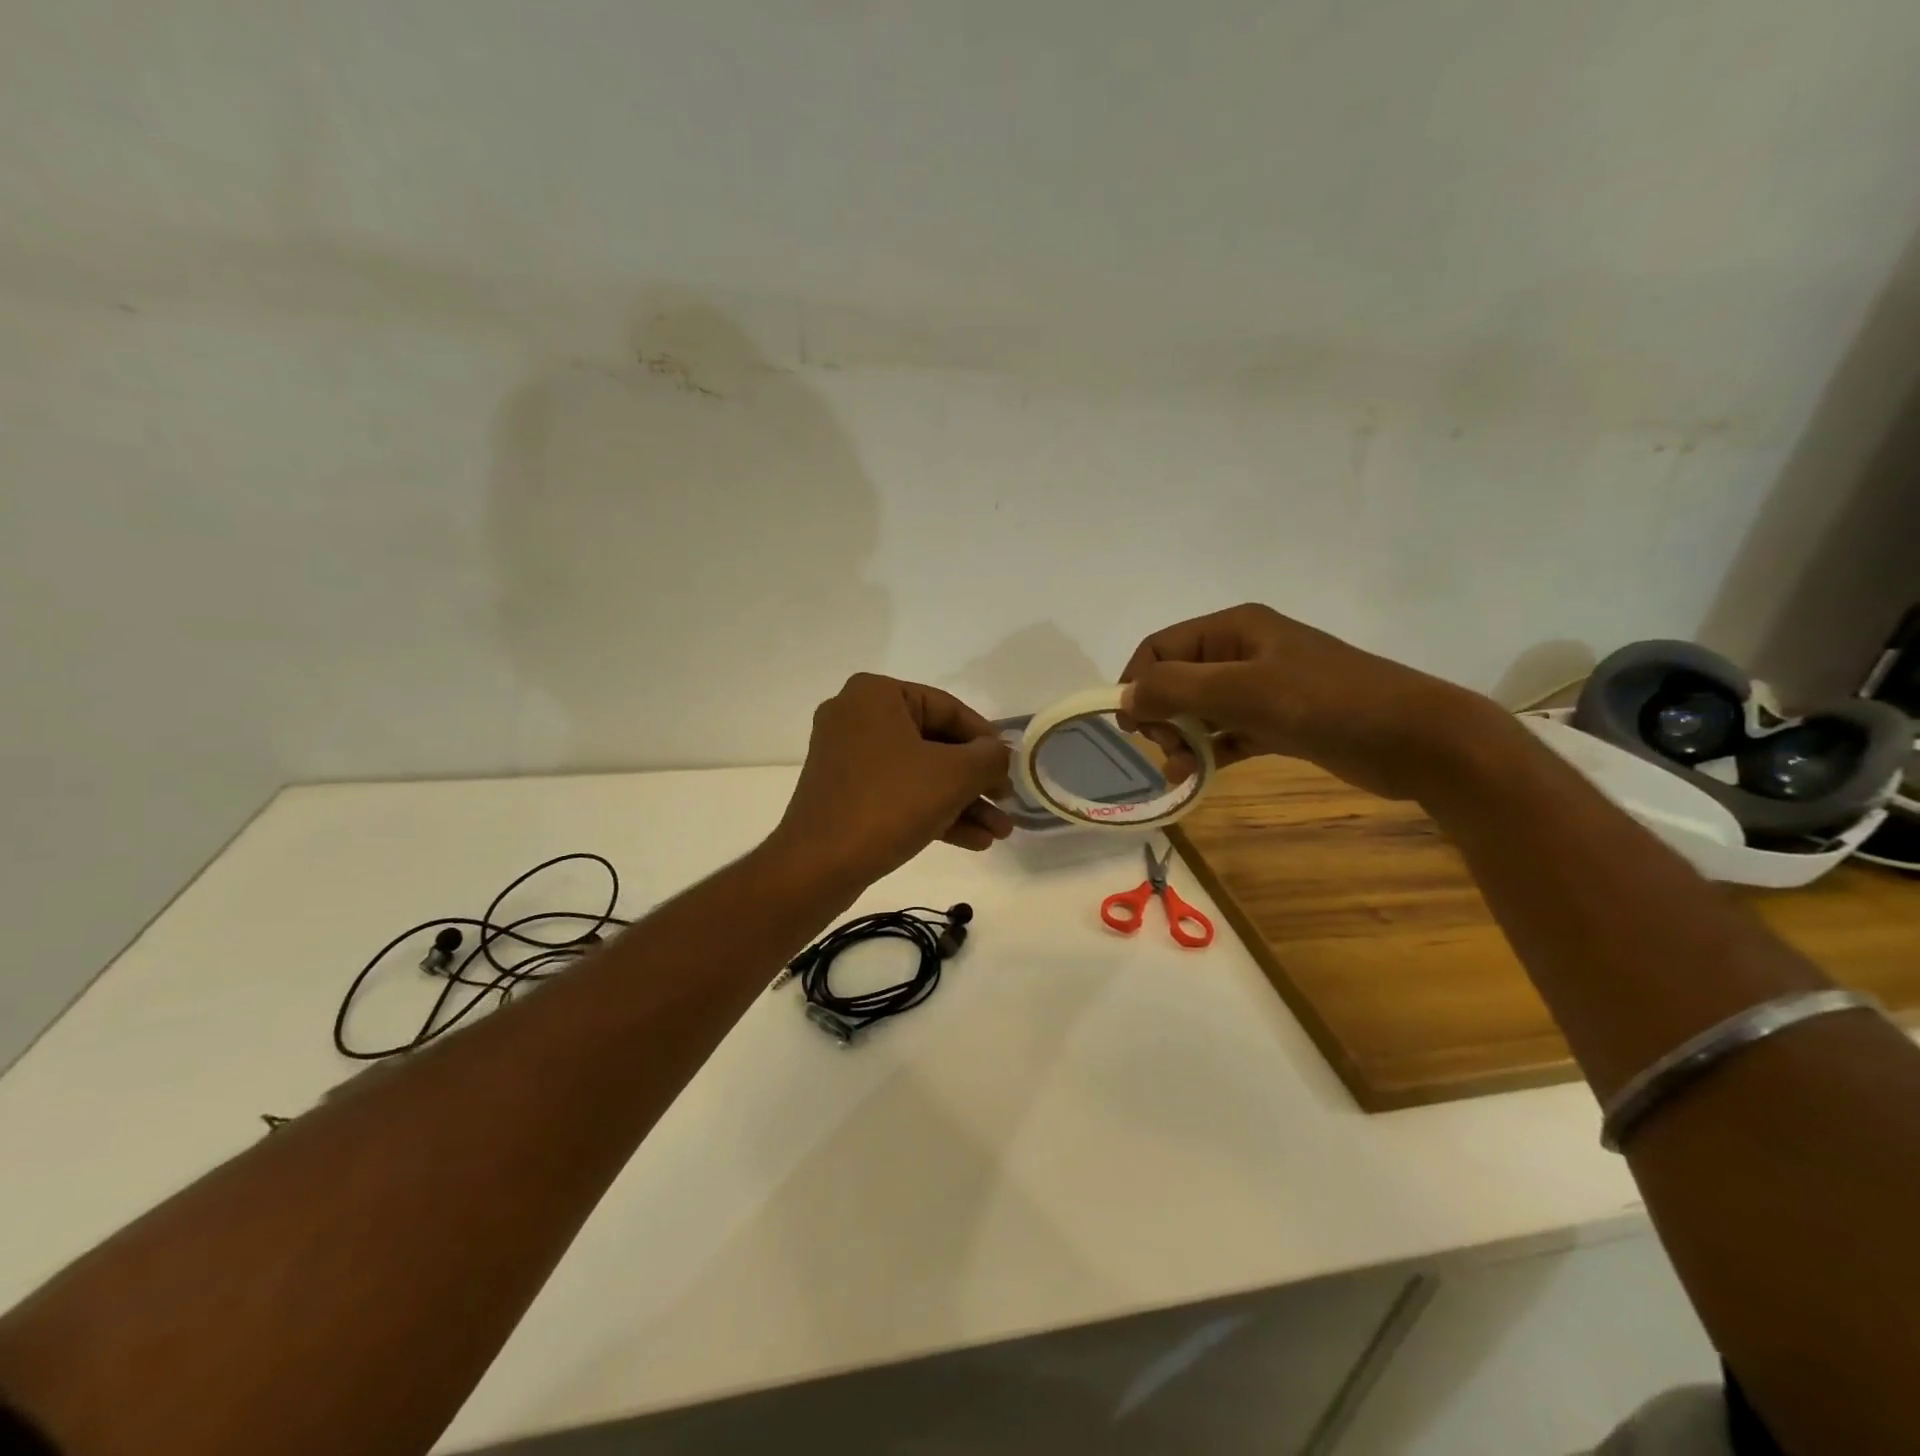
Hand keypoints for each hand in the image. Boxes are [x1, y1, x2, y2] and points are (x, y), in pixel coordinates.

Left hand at [773, 674, 1014, 884]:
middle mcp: (857, 716)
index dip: (987, 741)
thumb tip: (999, 755)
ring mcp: (847, 757)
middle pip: (935, 743)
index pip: (949, 708)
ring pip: (920, 773)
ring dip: (962, 802)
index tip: (1012, 769)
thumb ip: (989, 757)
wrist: (818, 865)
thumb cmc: (889, 803)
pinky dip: (934, 812)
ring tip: (999, 833)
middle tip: (1007, 804)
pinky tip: (974, 841)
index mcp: (876, 694)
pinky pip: (899, 793)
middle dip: (976, 781)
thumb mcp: (954, 775)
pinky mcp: (845, 793)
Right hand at [1117, 604, 1499, 799]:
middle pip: (1176, 679)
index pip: (1160, 648)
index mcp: (1233, 629)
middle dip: (1161, 716)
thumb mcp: (1243, 690)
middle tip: (1169, 750)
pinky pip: (1226, 733)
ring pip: (1198, 710)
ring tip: (1181, 771)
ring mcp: (1263, 688)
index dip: (1137, 684)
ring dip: (1181, 739)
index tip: (1133, 729)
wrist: (1417, 740)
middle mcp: (1243, 651)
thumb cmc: (1326, 703)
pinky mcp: (1278, 722)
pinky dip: (1207, 752)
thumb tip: (1124, 697)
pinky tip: (1197, 777)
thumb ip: (1175, 688)